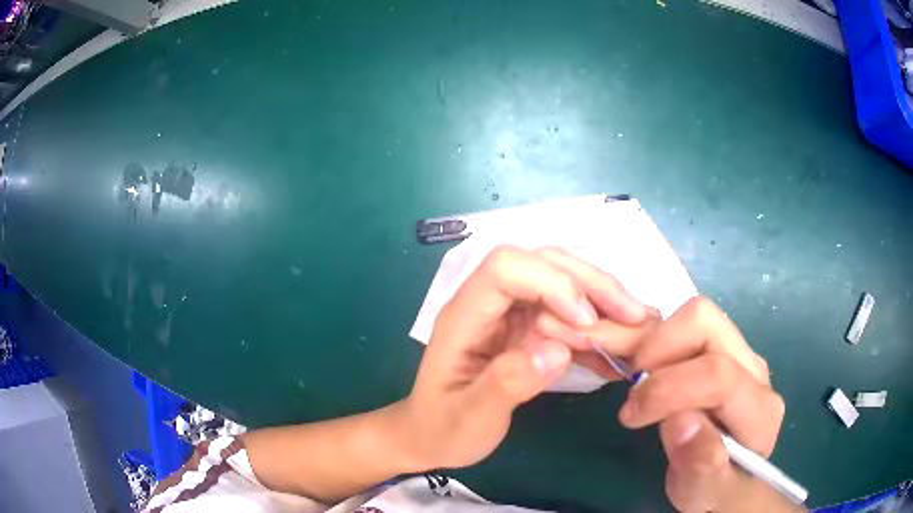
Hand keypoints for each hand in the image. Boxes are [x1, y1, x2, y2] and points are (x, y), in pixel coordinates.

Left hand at [400, 245, 651, 469]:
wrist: (433, 436)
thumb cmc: (443, 428)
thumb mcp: (469, 418)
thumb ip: (507, 384)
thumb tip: (558, 349)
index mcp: (465, 315)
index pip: (506, 267)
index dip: (551, 283)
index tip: (585, 323)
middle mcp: (490, 303)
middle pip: (542, 264)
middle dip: (591, 284)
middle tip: (633, 315)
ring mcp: (511, 314)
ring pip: (562, 282)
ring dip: (602, 299)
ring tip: (637, 324)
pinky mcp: (528, 330)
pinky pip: (567, 313)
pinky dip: (597, 324)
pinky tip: (618, 345)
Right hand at [613, 297, 792, 511]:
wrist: (730, 476)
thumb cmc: (715, 488)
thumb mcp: (703, 493)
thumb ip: (700, 465)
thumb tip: (680, 420)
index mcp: (760, 411)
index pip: (719, 375)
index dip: (668, 389)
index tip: (631, 415)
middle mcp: (756, 371)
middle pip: (707, 324)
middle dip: (660, 350)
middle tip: (637, 390)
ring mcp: (742, 353)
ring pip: (698, 315)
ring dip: (659, 345)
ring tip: (644, 384)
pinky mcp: (725, 348)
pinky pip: (691, 326)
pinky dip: (661, 342)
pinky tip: (653, 376)